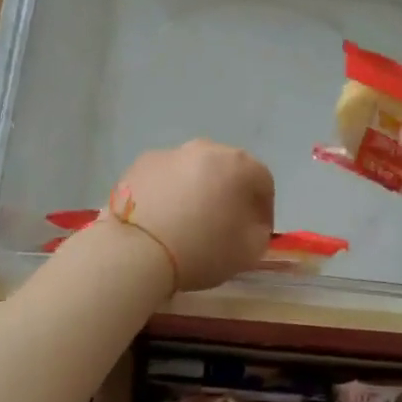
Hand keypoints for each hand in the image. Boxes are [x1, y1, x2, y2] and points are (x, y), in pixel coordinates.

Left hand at [109, 140, 274, 291]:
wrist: (136, 250)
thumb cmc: (202, 250)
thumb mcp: (249, 252)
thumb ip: (260, 232)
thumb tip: (251, 223)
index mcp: (239, 165)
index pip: (263, 182)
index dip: (264, 209)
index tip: (256, 232)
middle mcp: (206, 149)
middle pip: (228, 170)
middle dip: (230, 194)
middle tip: (224, 224)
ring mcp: (170, 153)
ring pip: (194, 171)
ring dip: (198, 190)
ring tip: (188, 222)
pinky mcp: (140, 164)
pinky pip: (166, 177)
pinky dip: (169, 192)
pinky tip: (162, 218)